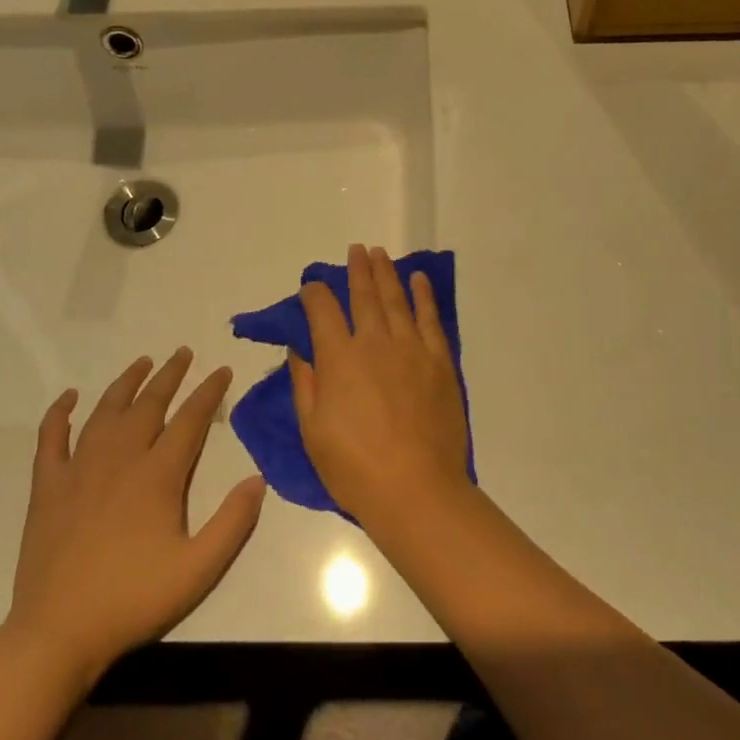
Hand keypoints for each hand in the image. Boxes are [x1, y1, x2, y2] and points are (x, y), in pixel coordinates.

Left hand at [2, 350, 266, 675]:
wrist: (58, 632)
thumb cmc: (134, 599)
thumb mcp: (199, 569)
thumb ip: (233, 522)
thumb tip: (257, 479)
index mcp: (157, 475)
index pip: (190, 420)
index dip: (209, 392)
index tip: (222, 370)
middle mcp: (119, 459)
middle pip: (149, 404)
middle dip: (170, 375)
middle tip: (183, 352)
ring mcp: (78, 469)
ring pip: (106, 411)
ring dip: (126, 383)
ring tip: (142, 362)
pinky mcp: (48, 486)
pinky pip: (51, 437)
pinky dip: (59, 413)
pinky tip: (69, 397)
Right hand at [289, 244, 470, 527]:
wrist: (416, 489)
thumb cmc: (355, 467)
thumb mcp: (313, 431)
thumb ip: (305, 384)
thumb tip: (299, 349)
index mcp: (338, 358)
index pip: (322, 310)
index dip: (313, 293)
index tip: (310, 286)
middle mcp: (374, 342)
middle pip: (363, 295)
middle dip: (356, 270)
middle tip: (355, 250)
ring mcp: (411, 348)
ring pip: (396, 299)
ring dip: (386, 273)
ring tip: (379, 254)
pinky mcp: (439, 360)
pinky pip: (430, 318)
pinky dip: (423, 295)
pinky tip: (418, 280)